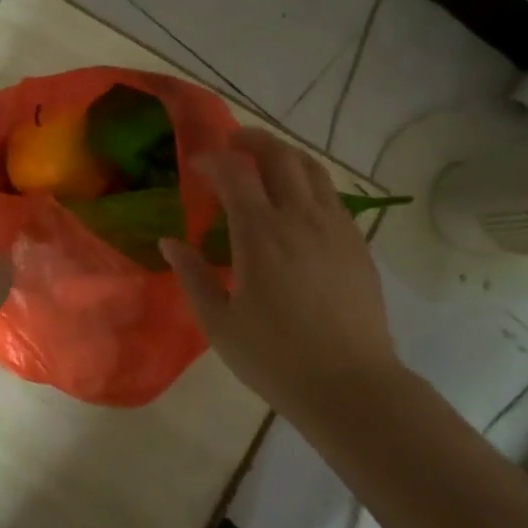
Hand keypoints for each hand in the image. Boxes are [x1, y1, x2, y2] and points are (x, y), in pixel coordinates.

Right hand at [160, 128, 397, 414]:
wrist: (352, 387)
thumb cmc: (276, 358)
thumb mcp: (219, 324)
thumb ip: (193, 276)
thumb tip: (169, 242)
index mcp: (261, 234)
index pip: (235, 172)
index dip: (213, 160)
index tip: (197, 165)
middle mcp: (300, 218)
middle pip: (279, 155)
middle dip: (252, 140)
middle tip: (232, 144)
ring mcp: (335, 227)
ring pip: (311, 168)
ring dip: (284, 154)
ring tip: (265, 162)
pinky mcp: (357, 243)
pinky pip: (331, 195)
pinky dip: (308, 182)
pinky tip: (297, 204)